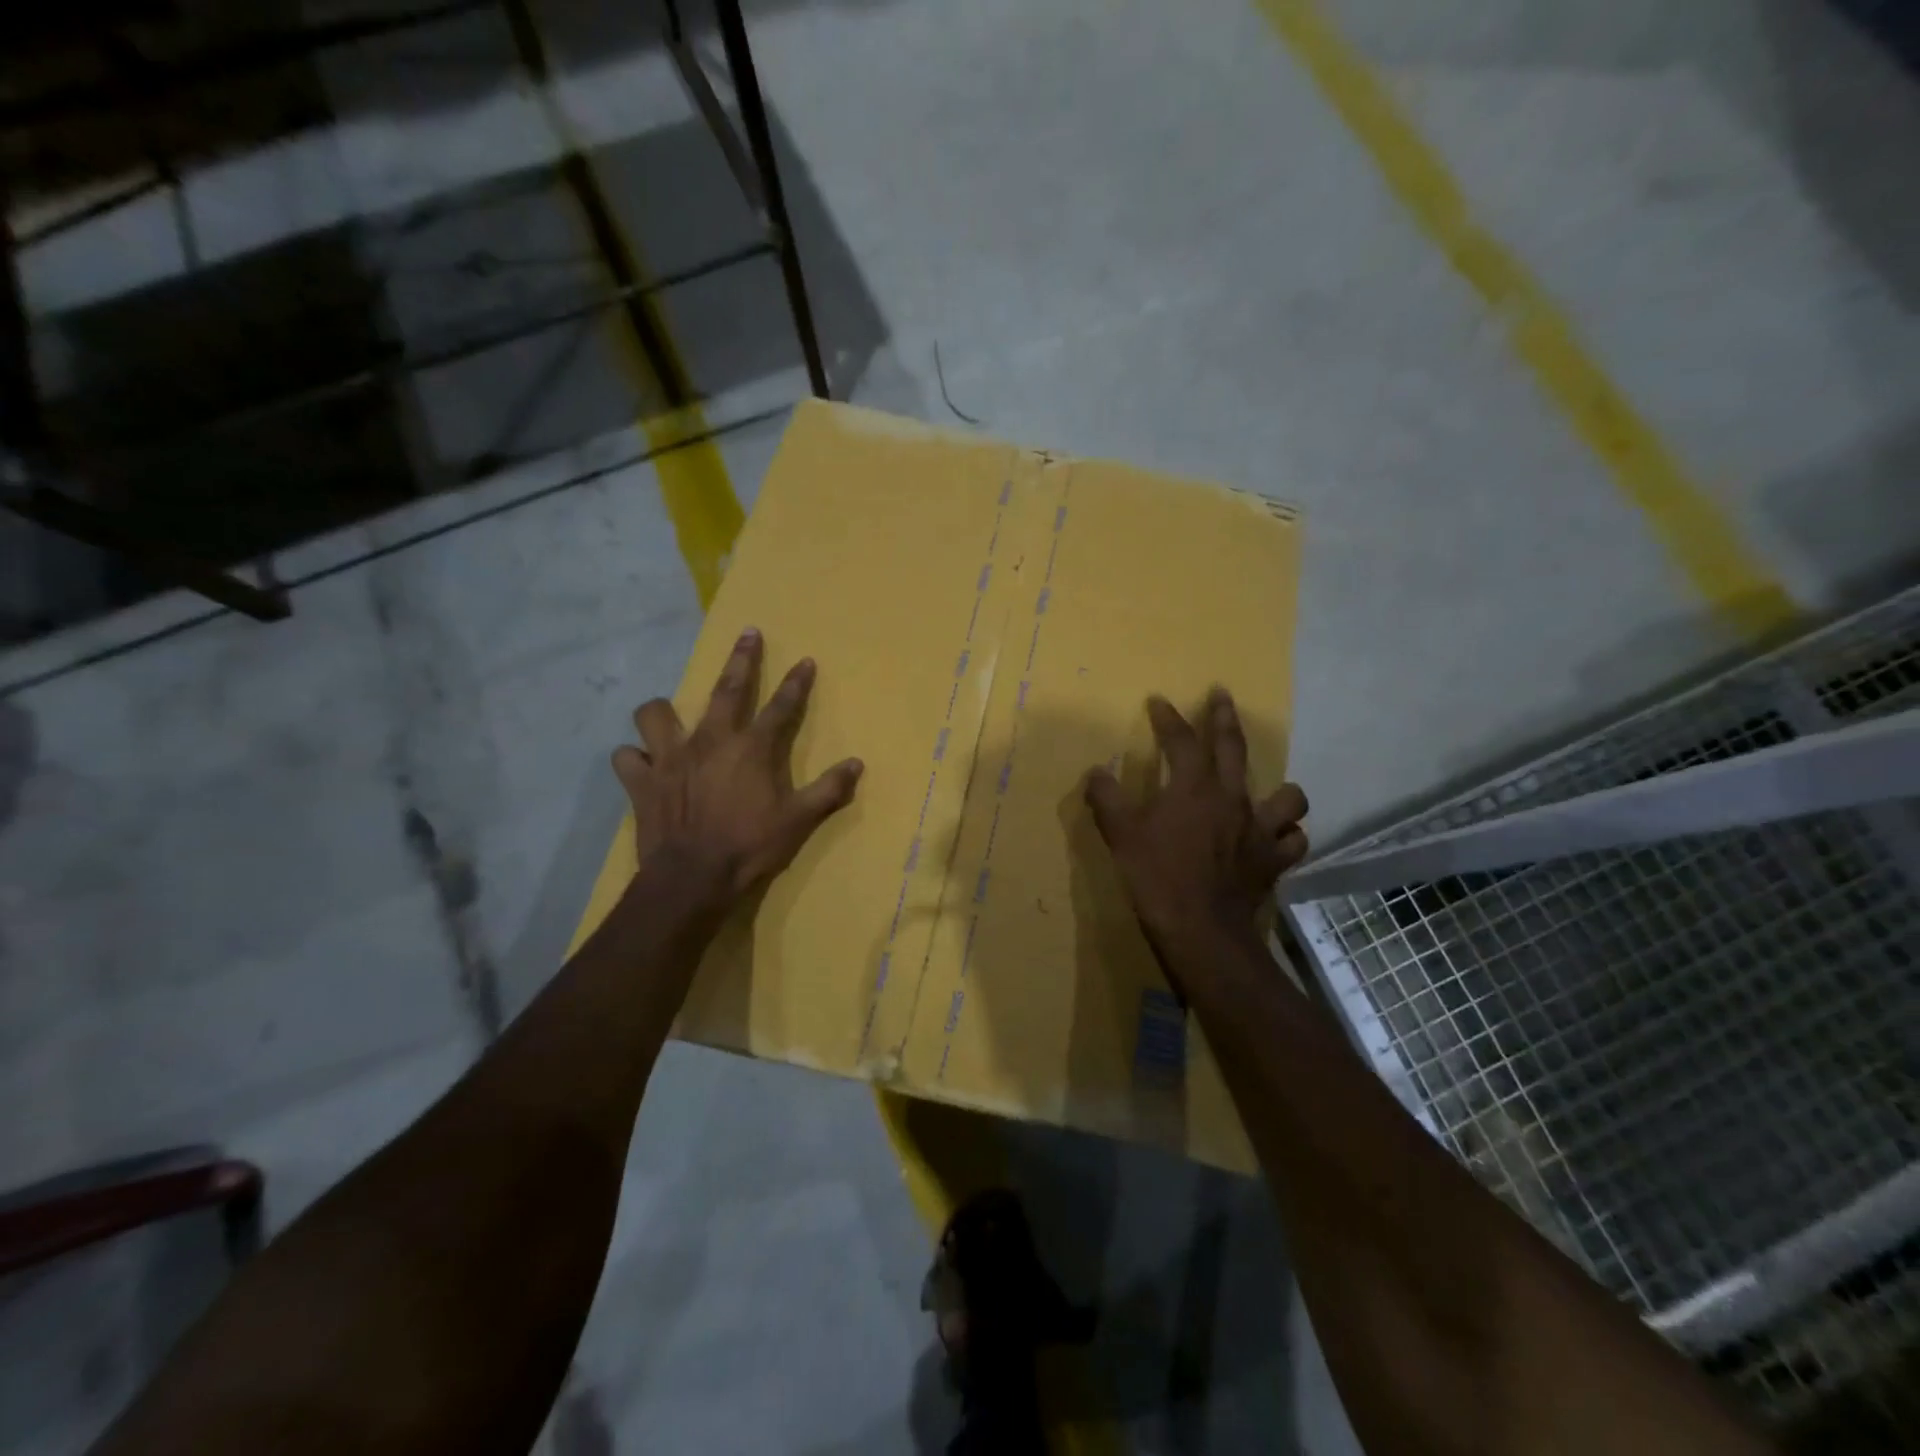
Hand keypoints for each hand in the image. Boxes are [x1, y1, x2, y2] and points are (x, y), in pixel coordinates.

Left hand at [613, 627, 863, 913]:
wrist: (691, 878)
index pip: (782, 706)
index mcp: (751, 749)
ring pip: (656, 714)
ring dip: (662, 712)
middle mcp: (710, 741)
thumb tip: (857, 764)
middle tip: (748, 633)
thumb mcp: (799, 821)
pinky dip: (633, 759)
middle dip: (742, 659)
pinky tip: (641, 765)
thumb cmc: (749, 847)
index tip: (805, 660)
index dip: (797, 682)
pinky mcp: (641, 781)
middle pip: (728, 689)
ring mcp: (670, 758)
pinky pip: (626, 757)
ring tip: (669, 717)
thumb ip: (829, 790)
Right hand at [1085, 690, 1307, 977]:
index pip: (1181, 741)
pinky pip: (1293, 841)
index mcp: (1194, 788)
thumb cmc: (1157, 877)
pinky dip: (1286, 836)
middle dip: (1224, 718)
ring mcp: (1260, 830)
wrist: (1201, 930)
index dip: (1169, 718)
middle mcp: (1232, 799)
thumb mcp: (1121, 836)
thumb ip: (1107, 799)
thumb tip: (1096, 772)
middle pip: (1233, 748)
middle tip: (1222, 696)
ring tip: (1268, 792)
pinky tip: (1275, 839)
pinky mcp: (1274, 861)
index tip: (1159, 702)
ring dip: (1279, 791)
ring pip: (1288, 797)